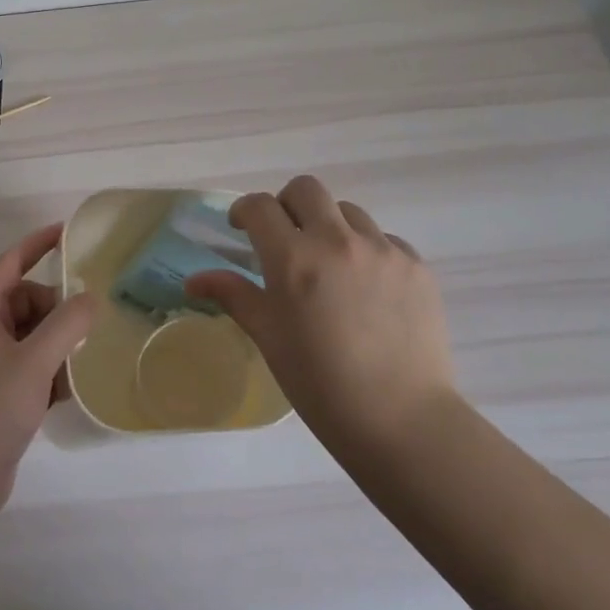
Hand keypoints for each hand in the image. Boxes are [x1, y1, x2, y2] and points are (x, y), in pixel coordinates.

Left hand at [0, 224, 96, 520]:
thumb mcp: (31, 364)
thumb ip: (65, 325)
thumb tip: (91, 296)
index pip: (9, 265)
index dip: (36, 244)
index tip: (68, 231)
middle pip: (26, 302)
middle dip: (57, 307)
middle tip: (87, 324)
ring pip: (32, 338)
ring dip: (59, 342)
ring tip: (87, 357)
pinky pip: (33, 369)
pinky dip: (53, 372)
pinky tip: (74, 389)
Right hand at [185, 176, 456, 457]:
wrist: (401, 420)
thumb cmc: (320, 384)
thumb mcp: (268, 337)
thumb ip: (234, 295)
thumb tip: (194, 279)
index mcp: (293, 258)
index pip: (259, 207)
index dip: (244, 211)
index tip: (241, 228)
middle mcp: (338, 240)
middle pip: (305, 189)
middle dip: (286, 204)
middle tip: (285, 238)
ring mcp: (382, 249)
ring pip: (347, 211)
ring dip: (329, 226)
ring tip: (330, 266)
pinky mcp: (416, 265)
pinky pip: (384, 239)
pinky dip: (366, 250)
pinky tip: (367, 289)